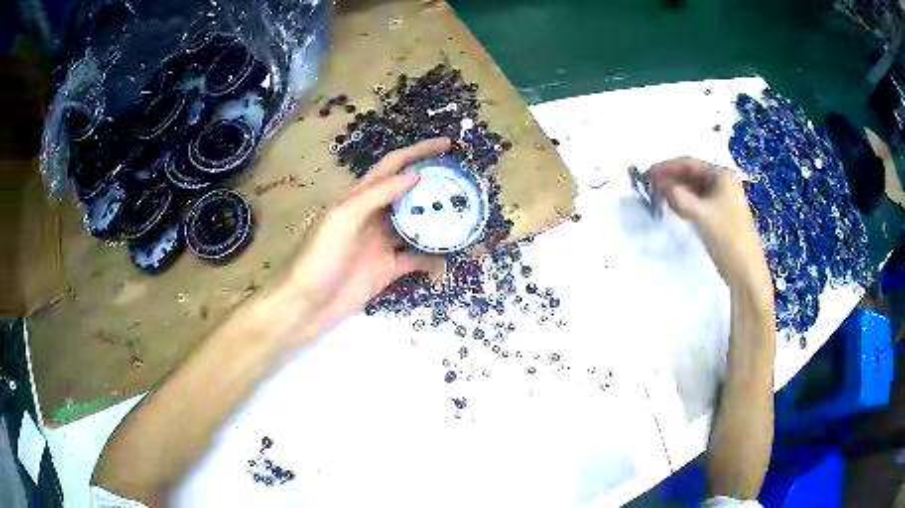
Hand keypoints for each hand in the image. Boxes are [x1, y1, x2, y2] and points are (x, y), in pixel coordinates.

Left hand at [286, 138, 449, 337]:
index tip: (447, 145)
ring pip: (416, 225)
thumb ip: (376, 195)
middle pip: (410, 194)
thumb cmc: (318, 257)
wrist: (307, 305)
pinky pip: (416, 259)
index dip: (418, 152)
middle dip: (435, 185)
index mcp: (360, 198)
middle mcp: (374, 216)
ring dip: (438, 221)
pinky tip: (449, 256)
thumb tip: (415, 175)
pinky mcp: (388, 269)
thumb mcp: (343, 218)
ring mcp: (382, 243)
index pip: (393, 166)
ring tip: (465, 217)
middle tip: (464, 184)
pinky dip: (432, 257)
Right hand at [649, 157, 770, 292]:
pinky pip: (699, 201)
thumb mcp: (700, 214)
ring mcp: (723, 199)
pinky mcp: (721, 214)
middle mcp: (723, 182)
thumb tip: (659, 185)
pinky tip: (675, 207)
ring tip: (658, 197)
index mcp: (722, 175)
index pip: (689, 164)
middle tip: (650, 186)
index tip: (647, 174)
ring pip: (694, 188)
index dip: (666, 167)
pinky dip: (685, 202)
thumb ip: (678, 196)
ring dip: (677, 191)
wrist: (746, 270)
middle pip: (692, 174)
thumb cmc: (727, 237)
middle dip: (671, 178)